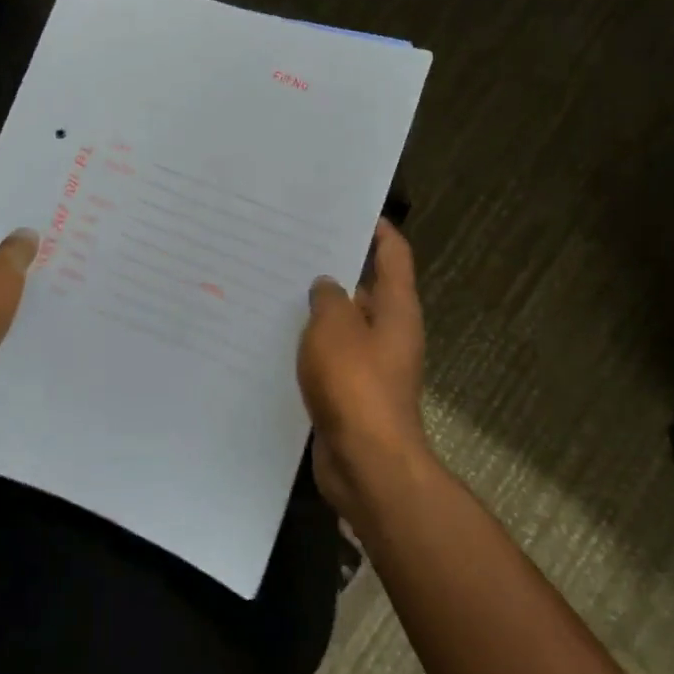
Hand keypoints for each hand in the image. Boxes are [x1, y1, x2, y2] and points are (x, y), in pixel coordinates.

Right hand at [297, 219, 429, 517]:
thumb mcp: (335, 328)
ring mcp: (371, 364)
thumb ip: (328, 299)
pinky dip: (311, 345)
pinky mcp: (352, 391)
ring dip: (318, 309)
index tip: (350, 209)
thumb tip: (327, 285)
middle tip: (294, 245)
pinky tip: (276, 337)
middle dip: (336, 267)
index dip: (378, 229)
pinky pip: (330, 357)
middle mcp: (389, 332)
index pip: (394, 254)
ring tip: (276, 285)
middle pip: (366, 287)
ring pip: (344, 325)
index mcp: (396, 309)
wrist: (367, 464)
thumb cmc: (355, 385)